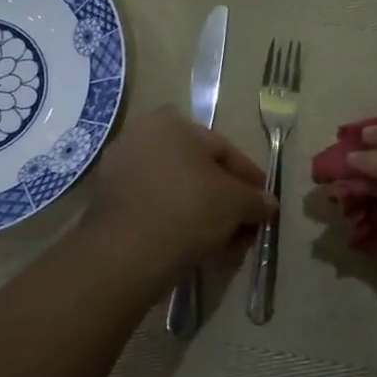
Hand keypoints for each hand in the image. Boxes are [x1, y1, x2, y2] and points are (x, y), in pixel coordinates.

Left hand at [83, 108, 277, 285]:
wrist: (126, 254)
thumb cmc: (188, 209)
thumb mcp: (236, 202)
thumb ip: (255, 199)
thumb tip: (267, 204)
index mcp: (170, 123)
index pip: (222, 149)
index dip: (249, 177)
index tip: (265, 202)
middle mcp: (140, 138)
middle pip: (198, 172)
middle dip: (227, 201)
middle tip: (247, 226)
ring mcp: (120, 171)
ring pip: (177, 193)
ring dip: (205, 216)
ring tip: (226, 245)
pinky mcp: (108, 206)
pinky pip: (155, 210)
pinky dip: (178, 225)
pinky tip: (199, 249)